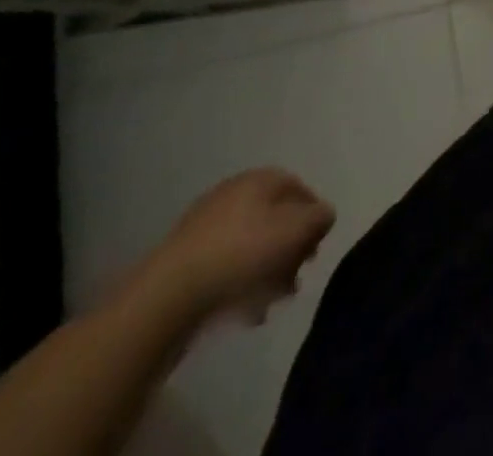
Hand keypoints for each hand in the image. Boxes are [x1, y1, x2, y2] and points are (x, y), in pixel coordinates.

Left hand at [134, 169, 335, 325]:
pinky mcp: (186, 260)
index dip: (313, 215)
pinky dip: (240, 284)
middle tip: (296, 278)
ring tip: (271, 302)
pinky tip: (244, 311)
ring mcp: (205, 226)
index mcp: (259, 179)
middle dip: (290, 249)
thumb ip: (319, 218)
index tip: (318, 246)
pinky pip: (225, 266)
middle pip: (274, 218)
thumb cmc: (243, 253)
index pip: (298, 187)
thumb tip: (323, 215)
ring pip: (250, 245)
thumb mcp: (296, 231)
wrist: (169, 296)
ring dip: (266, 271)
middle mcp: (233, 194)